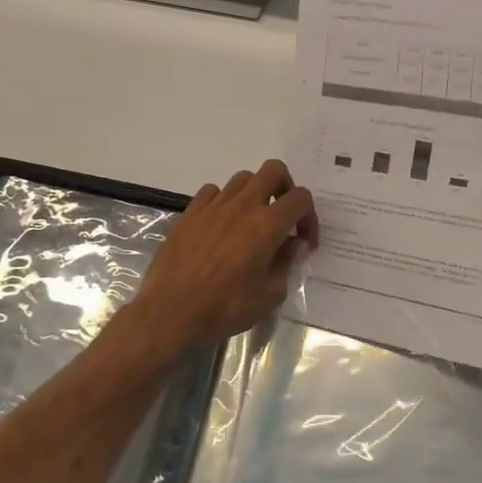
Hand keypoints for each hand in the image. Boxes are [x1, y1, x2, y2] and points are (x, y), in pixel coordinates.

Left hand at [128, 160, 318, 352]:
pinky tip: (221, 224)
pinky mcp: (189, 212)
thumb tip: (293, 244)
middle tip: (282, 215)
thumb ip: (286, 263)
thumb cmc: (225, 308)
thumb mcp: (269, 295)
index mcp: (267, 225)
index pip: (301, 199)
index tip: (303, 241)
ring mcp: (213, 206)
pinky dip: (223, 201)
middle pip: (273, 170)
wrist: (171, 312)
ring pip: (242, 178)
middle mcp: (242, 206)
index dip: (310, 217)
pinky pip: (212, 192)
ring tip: (251, 221)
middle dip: (285, 188)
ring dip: (254, 194)